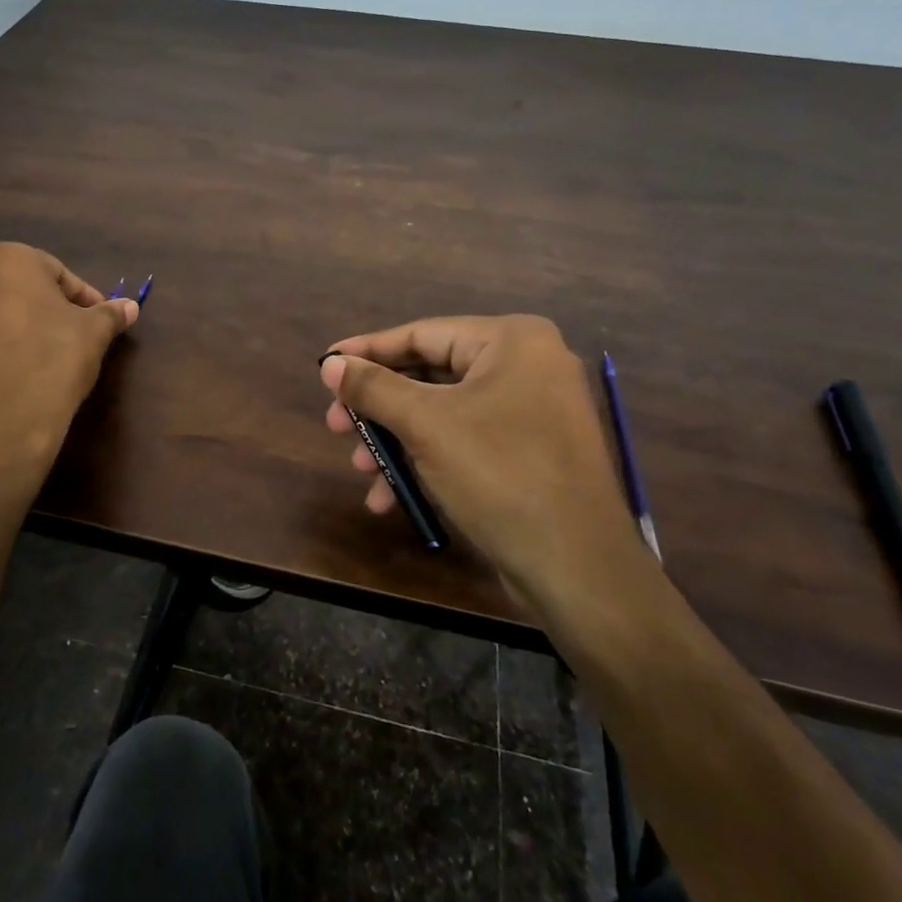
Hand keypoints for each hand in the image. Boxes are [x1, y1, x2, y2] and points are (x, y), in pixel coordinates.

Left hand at [0, 242, 137, 468]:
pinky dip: (4, 348)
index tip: (101, 322)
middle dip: (52, 309)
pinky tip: (24, 372)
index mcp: (11, 259)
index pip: (60, 273)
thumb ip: (110, 314)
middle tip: (78, 337)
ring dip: (26, 328)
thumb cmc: (52, 359)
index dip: (85, 299)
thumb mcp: (93, 334)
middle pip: (26, 289)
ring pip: (1, 313)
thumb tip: (130, 306)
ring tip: (51, 357)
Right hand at [320, 316, 642, 628]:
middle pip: (429, 375)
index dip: (367, 351)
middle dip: (379, 408)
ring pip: (442, 414)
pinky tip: (390, 497)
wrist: (577, 568)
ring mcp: (531, 411)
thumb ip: (373, 388)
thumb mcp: (426, 425)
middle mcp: (526, 365)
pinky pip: (465, 442)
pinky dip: (426, 462)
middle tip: (335, 426)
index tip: (324, 365)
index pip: (421, 334)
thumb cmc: (499, 475)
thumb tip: (330, 364)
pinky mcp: (529, 452)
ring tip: (359, 469)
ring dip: (395, 442)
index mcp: (511, 341)